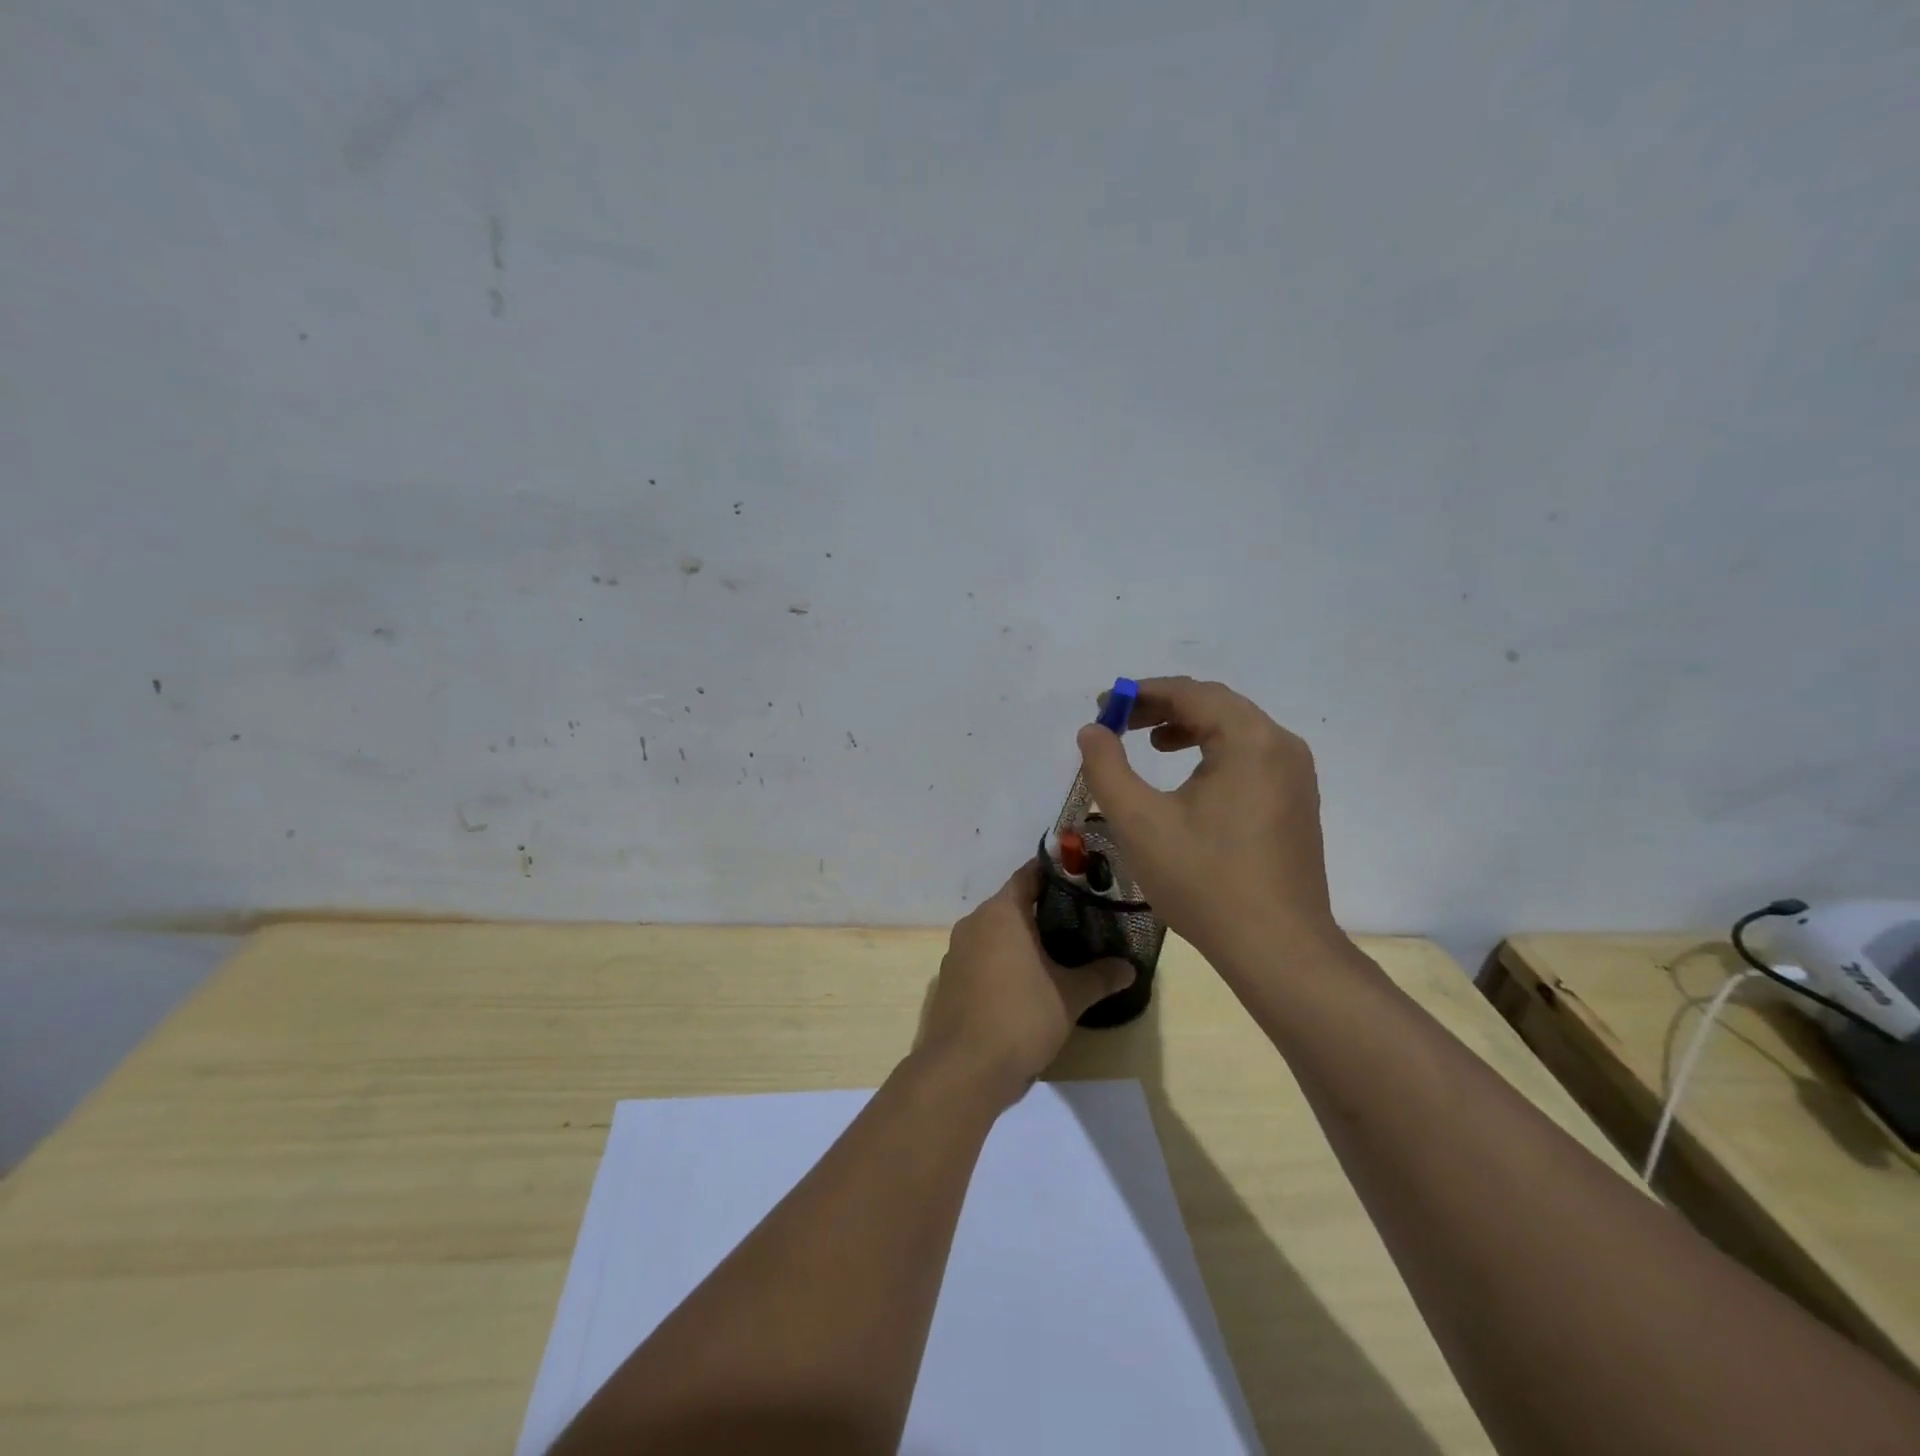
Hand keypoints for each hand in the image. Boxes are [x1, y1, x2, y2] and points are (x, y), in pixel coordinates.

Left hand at [917, 861, 1134, 1106]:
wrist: (963, 1070)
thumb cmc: (1020, 1018)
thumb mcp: (1070, 996)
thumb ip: (1100, 976)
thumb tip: (1130, 968)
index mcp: (1000, 913)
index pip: (1029, 875)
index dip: (1057, 874)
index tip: (1083, 878)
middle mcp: (974, 923)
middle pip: (1013, 904)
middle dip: (1044, 909)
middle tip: (1082, 917)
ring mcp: (957, 952)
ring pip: (996, 932)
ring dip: (1023, 938)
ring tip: (1060, 949)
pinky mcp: (951, 980)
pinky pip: (983, 957)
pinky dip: (1004, 960)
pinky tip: (1028, 981)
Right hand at [1077, 676, 1339, 968]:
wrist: (1277, 948)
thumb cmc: (1204, 880)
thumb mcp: (1139, 821)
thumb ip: (1107, 767)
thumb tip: (1092, 731)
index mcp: (1250, 740)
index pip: (1190, 693)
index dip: (1141, 693)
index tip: (1103, 707)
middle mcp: (1281, 746)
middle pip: (1216, 706)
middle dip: (1163, 707)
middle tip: (1119, 724)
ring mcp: (1295, 775)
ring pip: (1235, 730)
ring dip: (1188, 728)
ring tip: (1150, 743)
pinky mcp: (1296, 802)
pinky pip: (1250, 757)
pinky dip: (1212, 753)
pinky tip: (1189, 780)